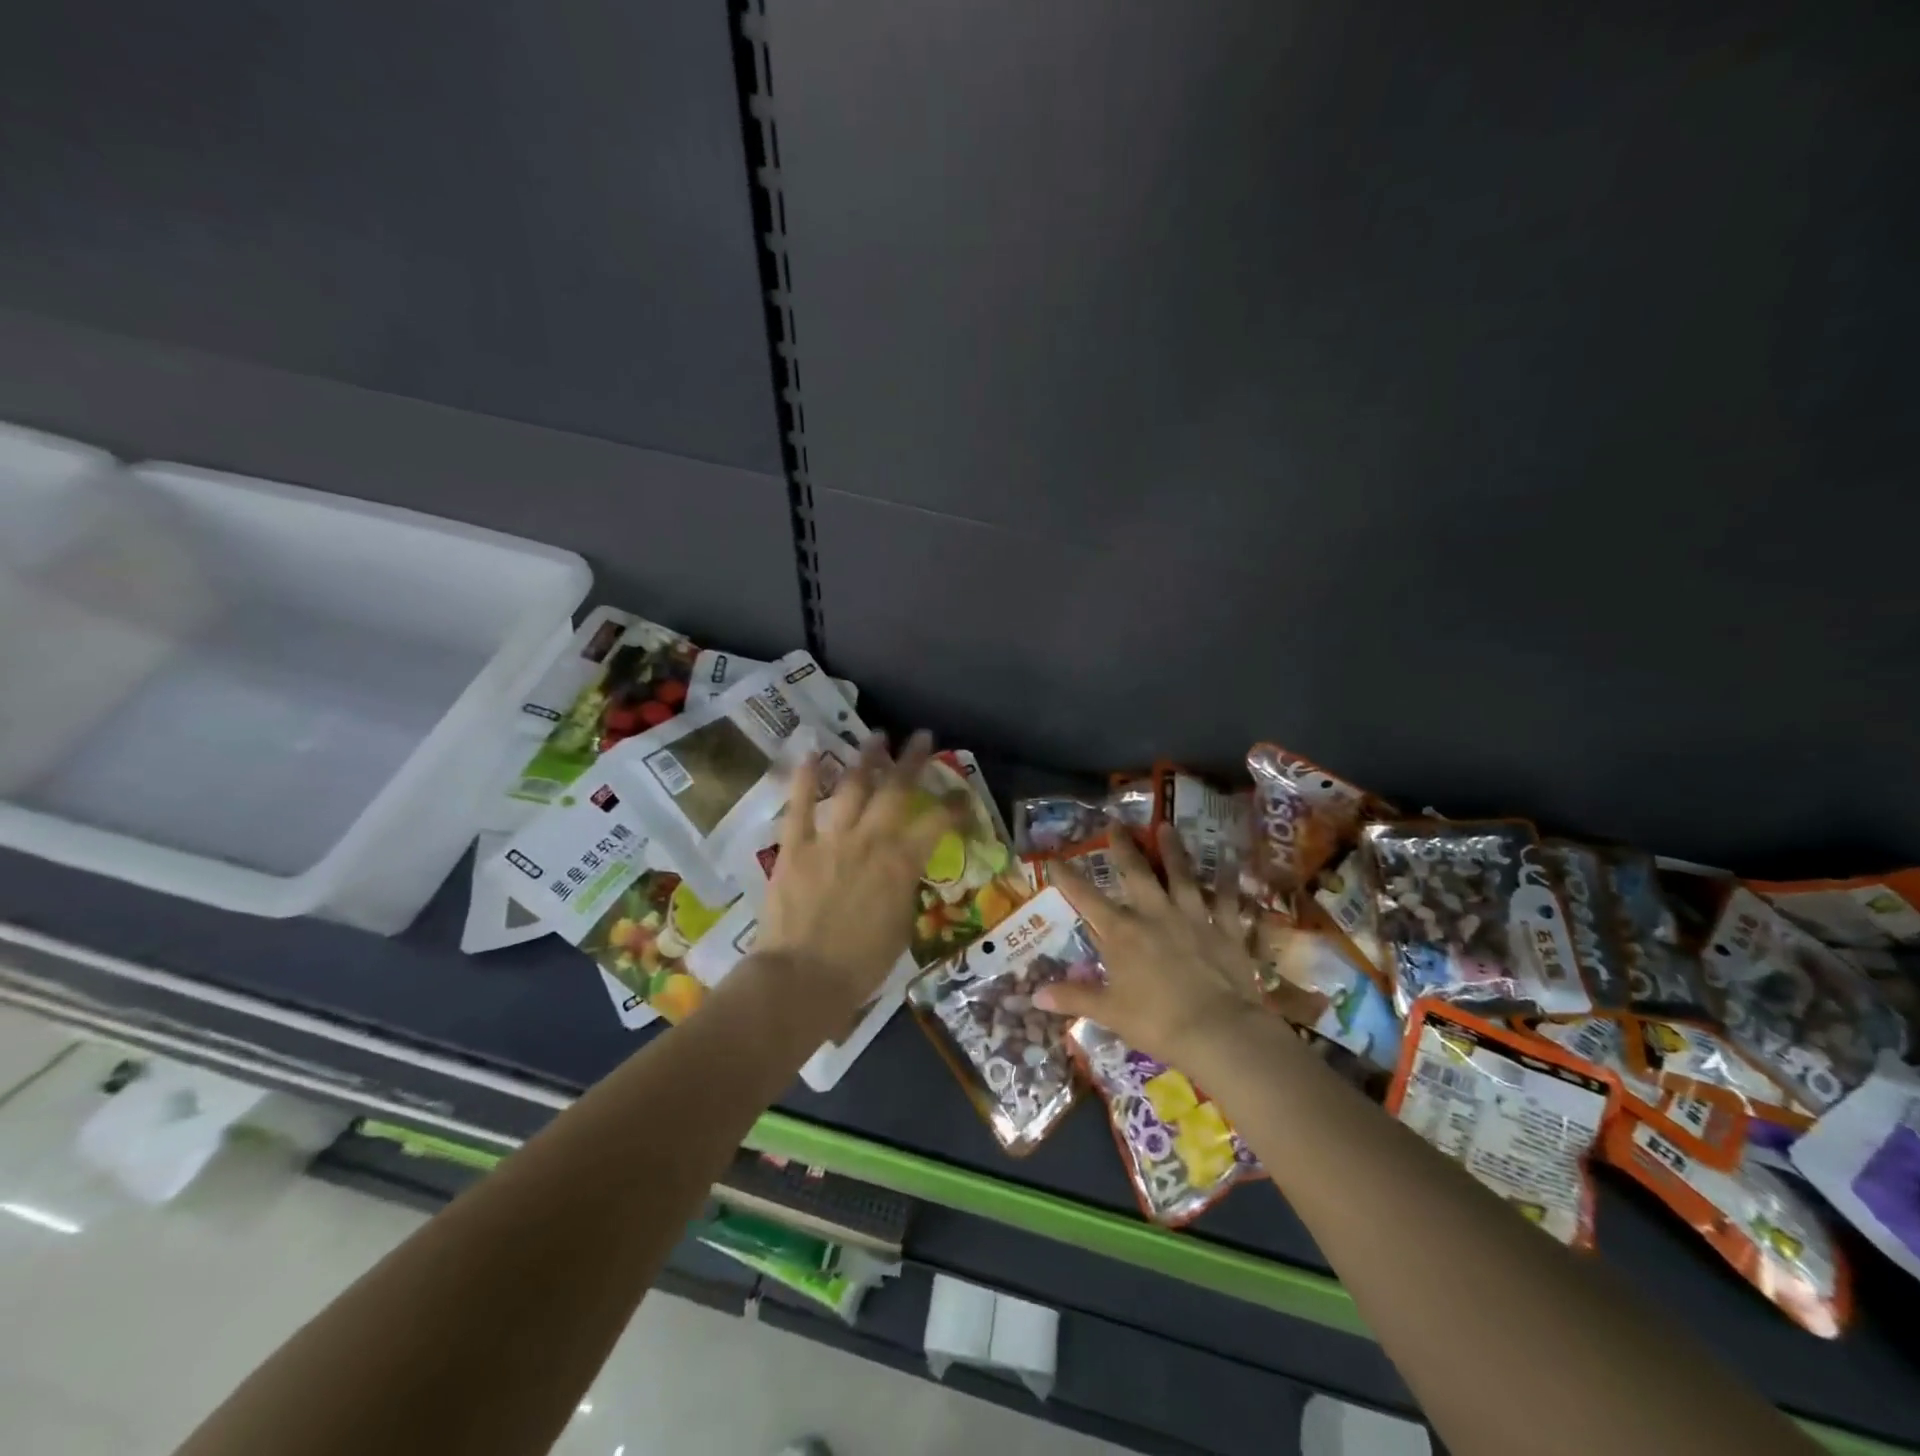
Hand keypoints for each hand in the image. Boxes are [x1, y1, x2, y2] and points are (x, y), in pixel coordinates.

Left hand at [754, 731, 958, 1008]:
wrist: (803, 978)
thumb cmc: (861, 965)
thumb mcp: (901, 928)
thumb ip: (904, 890)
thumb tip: (903, 872)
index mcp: (902, 863)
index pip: (937, 823)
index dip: (954, 806)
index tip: (962, 794)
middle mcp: (870, 840)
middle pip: (896, 790)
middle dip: (912, 760)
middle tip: (922, 737)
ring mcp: (830, 839)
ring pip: (851, 787)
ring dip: (866, 759)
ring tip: (876, 737)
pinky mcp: (795, 846)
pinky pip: (800, 805)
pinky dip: (804, 777)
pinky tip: (810, 753)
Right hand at [1036, 821, 1274, 1066]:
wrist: (1218, 1031)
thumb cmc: (1156, 1022)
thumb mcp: (1109, 1012)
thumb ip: (1074, 997)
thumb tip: (1035, 996)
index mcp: (1122, 933)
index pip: (1086, 898)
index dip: (1068, 877)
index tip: (1054, 858)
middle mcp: (1154, 914)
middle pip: (1137, 873)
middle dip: (1124, 847)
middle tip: (1118, 824)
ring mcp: (1192, 917)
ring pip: (1181, 875)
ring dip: (1173, 850)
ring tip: (1167, 826)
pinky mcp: (1225, 929)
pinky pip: (1226, 900)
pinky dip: (1227, 882)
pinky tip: (1230, 865)